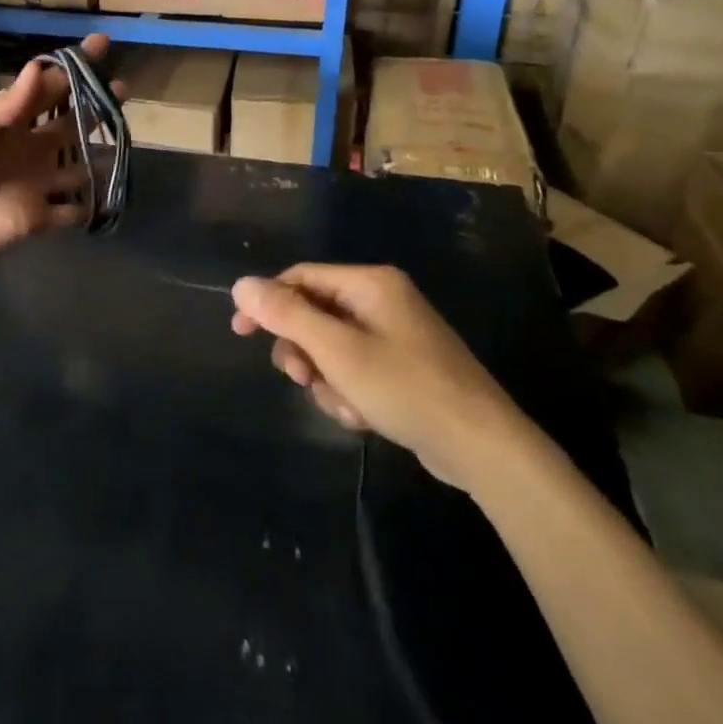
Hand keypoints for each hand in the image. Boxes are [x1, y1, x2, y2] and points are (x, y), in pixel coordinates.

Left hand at [0, 35, 123, 278]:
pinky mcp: (38, 218)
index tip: (102, 44)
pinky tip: (114, 195)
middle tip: (123, 91)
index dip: (73, 66)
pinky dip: (93, 204)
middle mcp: (27, 147)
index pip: (46, 86)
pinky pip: (74, 209)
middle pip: (72, 121)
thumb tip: (37, 69)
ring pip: (81, 164)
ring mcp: (35, 183)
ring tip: (128, 143)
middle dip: (97, 104)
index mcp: (5, 120)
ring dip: (103, 154)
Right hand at [230, 265, 533, 491]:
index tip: (240, 332)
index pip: (301, 277)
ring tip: (346, 407)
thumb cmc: (406, 389)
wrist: (482, 446)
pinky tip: (364, 417)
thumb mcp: (338, 351)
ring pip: (331, 348)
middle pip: (315, 314)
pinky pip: (355, 369)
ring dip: (327, 379)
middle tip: (302, 380)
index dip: (267, 302)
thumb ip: (287, 315)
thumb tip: (241, 284)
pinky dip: (349, 392)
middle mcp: (382, 301)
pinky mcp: (402, 367)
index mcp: (370, 284)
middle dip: (303, 350)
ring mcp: (394, 335)